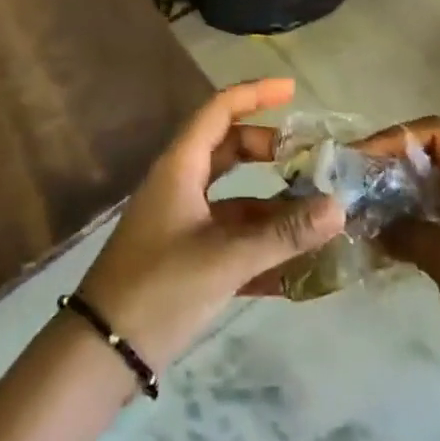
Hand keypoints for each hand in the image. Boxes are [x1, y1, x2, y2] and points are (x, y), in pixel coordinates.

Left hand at [77, 79, 344, 371]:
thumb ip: (283, 235)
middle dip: (268, 150)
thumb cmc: (159, 288)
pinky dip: (258, 239)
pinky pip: (228, 233)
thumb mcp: (225, 259)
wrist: (102, 350)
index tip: (292, 90)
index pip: (219, 110)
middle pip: (228, 149)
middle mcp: (180, 184)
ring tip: (314, 211)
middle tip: (308, 159)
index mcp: (181, 167)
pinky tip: (295, 261)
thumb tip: (338, 206)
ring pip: (233, 195)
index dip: (255, 94)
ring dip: (270, 201)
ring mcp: (181, 220)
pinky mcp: (184, 254)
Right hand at [358, 116, 439, 407]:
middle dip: (390, 169)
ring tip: (353, 207)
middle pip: (434, 161)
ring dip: (394, 198)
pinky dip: (407, 225)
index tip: (356, 157)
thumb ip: (406, 228)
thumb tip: (365, 218)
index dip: (395, 140)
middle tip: (347, 182)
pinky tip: (374, 236)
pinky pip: (436, 222)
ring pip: (431, 193)